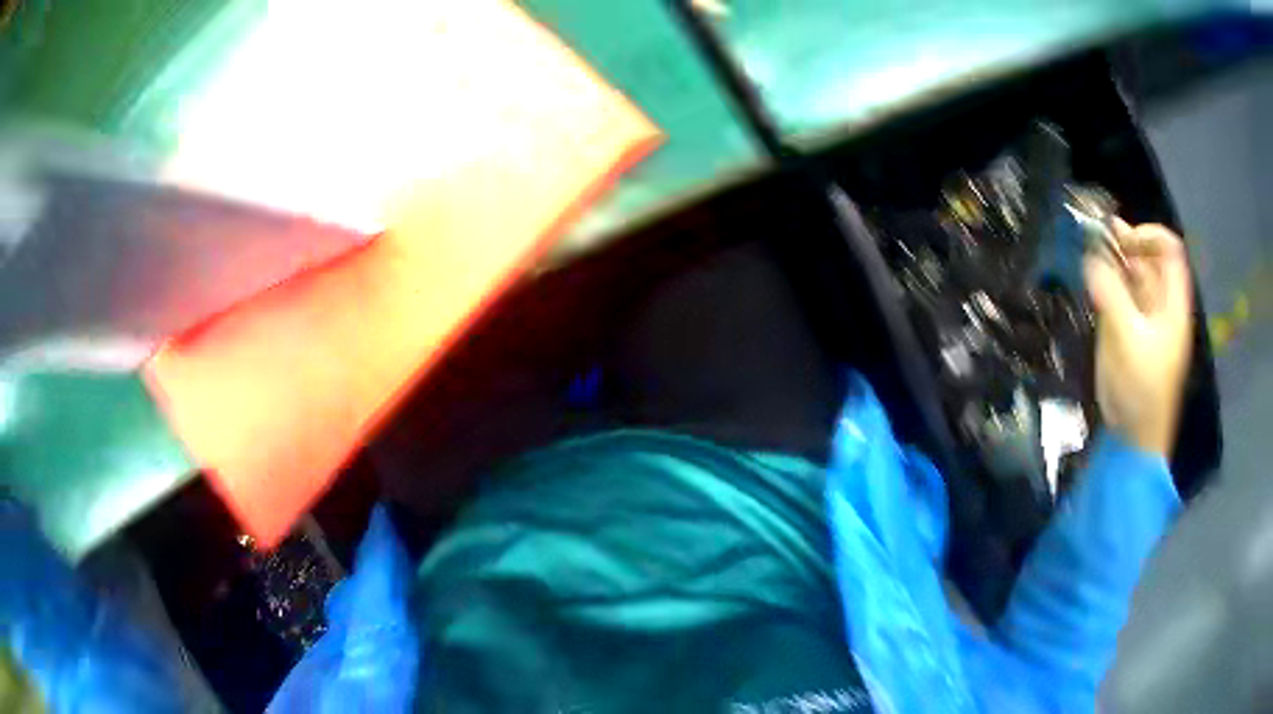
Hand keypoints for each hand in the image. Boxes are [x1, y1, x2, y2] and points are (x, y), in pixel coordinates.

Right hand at [1084, 222, 1192, 456]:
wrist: (1134, 437)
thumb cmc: (1141, 390)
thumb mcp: (1128, 341)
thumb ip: (1112, 297)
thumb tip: (1091, 258)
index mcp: (1172, 304)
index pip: (1170, 251)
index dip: (1149, 236)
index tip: (1123, 239)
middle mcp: (1160, 304)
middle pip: (1148, 259)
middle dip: (1126, 243)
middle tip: (1097, 235)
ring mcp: (1144, 318)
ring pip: (1132, 276)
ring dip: (1113, 260)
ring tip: (1090, 250)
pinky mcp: (1127, 331)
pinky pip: (1119, 295)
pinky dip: (1106, 282)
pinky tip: (1092, 278)